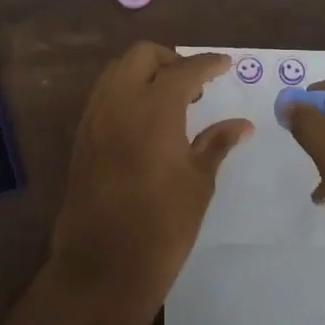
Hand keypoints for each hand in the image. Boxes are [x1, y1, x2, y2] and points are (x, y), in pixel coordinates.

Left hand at [48, 42, 252, 324]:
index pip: (185, 69)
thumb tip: (242, 124)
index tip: (226, 64)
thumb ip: (217, 144)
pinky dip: (126, 91)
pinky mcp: (81, 138)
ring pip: (117, 71)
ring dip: (145, 72)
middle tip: (195, 84)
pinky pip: (104, 95)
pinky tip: (146, 120)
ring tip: (172, 101)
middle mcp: (119, 103)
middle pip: (142, 55)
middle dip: (171, 59)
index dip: (209, 63)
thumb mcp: (198, 184)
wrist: (101, 270)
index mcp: (154, 109)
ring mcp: (94, 118)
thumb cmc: (161, 228)